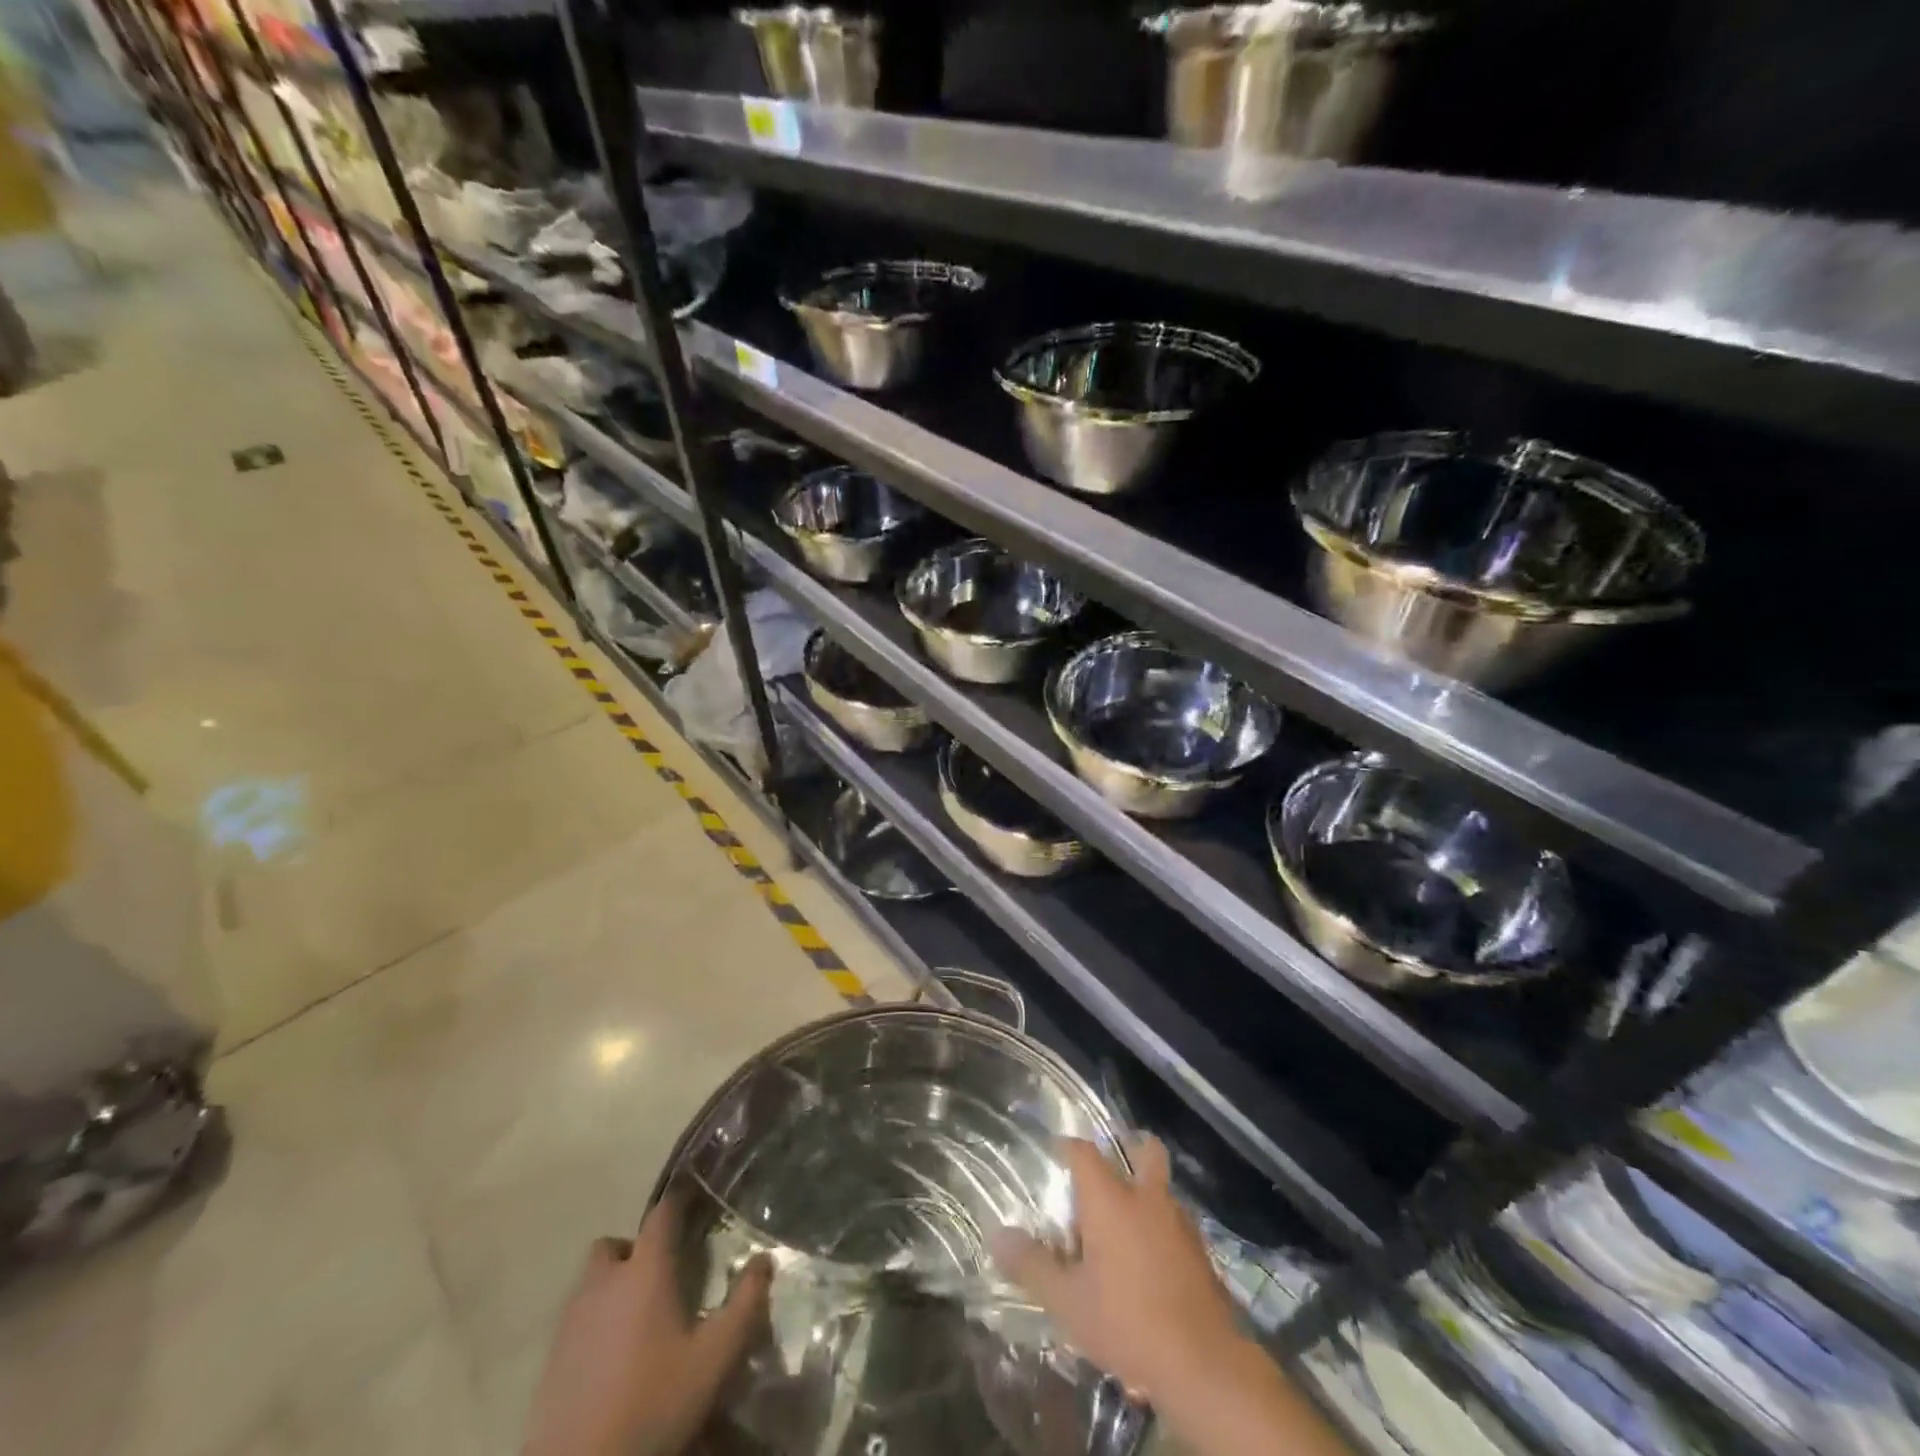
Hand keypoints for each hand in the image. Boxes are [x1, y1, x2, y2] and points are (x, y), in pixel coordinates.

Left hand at [521, 1196, 771, 1455]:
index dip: (678, 1202)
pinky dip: (594, 1321)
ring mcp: (572, 1318)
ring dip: (612, 1284)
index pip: (662, 1214)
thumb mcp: (714, 1357)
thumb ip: (745, 1304)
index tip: (694, 1202)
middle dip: (635, 1250)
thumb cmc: (654, 1402)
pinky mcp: (551, 1356)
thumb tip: (765, 1259)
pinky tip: (613, 1355)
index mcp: (646, 1270)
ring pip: (591, 1280)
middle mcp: (605, 1282)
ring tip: (638, 1318)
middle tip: (660, 1276)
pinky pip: (576, 1317)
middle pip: (614, 1244)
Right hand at [992, 1136, 1244, 1405]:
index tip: (1054, 1152)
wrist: (1203, 1365)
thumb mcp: (1068, 1301)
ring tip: (1125, 1219)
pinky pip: (1177, 1222)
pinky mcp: (1201, 1252)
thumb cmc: (1127, 1322)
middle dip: (1129, 1148)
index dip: (1068, 1146)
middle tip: (1108, 1168)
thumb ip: (1031, 1265)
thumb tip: (996, 1234)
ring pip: (1163, 1187)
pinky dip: (1163, 1227)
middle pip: (1145, 1150)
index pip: (1084, 1151)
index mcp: (1111, 1199)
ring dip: (1147, 1191)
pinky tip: (1151, 1257)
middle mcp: (1147, 1198)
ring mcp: (1180, 1223)